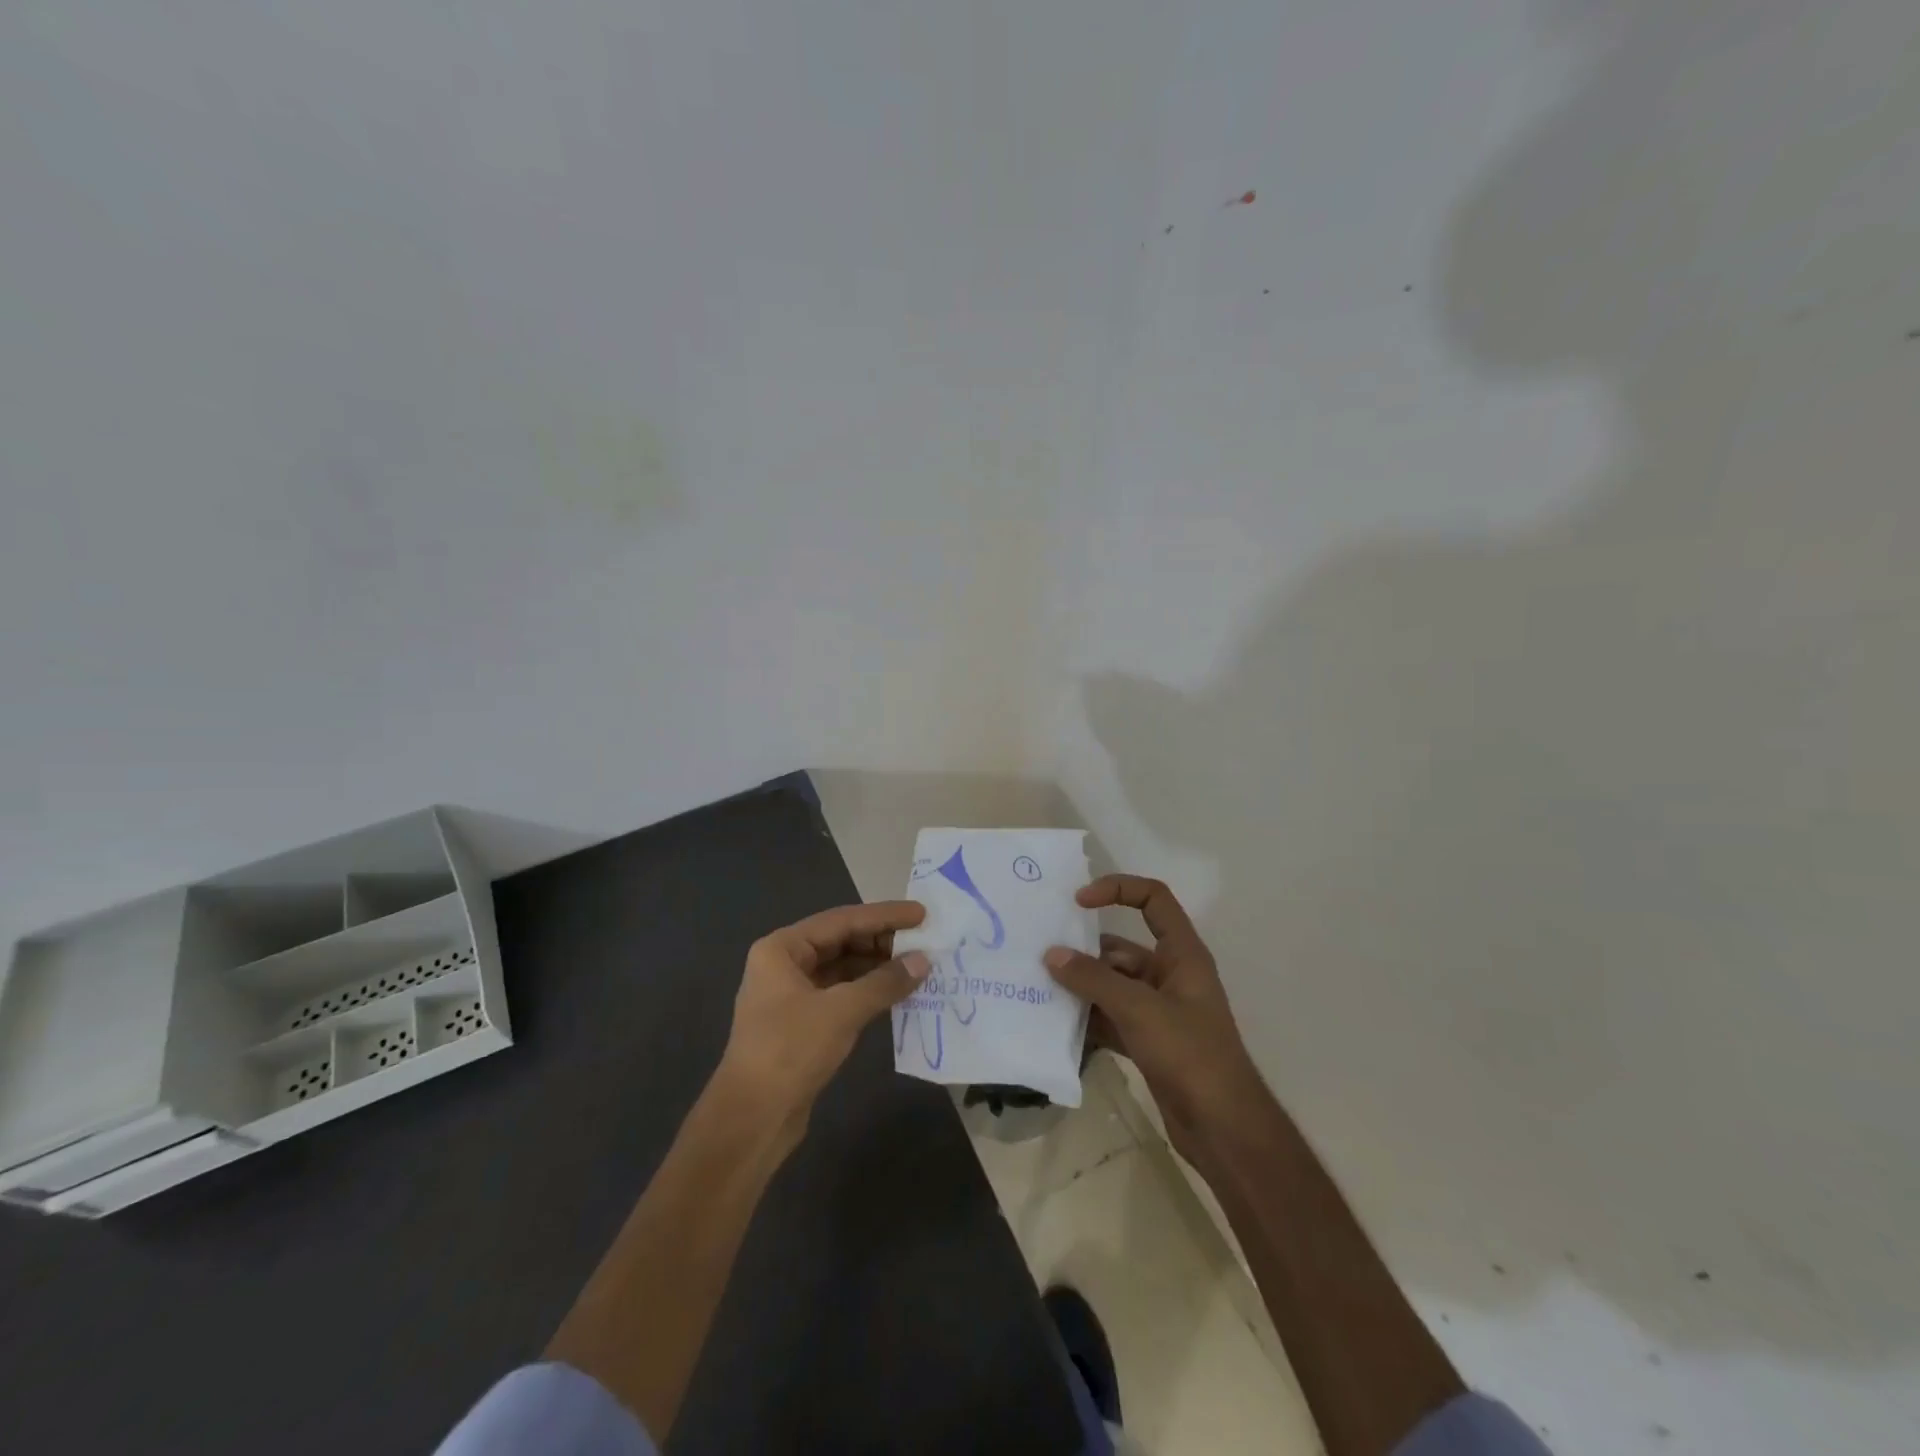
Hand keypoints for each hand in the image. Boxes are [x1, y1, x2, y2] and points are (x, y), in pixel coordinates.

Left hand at [718, 900, 930, 1147]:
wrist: (752, 1120)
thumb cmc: (790, 1051)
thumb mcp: (841, 1011)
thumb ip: (885, 982)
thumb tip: (924, 960)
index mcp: (782, 949)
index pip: (842, 920)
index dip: (884, 916)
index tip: (921, 914)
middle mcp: (784, 964)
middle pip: (841, 941)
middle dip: (882, 941)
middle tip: (924, 941)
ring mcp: (792, 995)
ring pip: (843, 968)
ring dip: (878, 967)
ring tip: (917, 965)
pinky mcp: (802, 1023)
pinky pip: (842, 993)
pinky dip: (868, 991)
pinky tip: (897, 993)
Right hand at [1044, 875, 1262, 1159]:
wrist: (1222, 1129)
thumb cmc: (1189, 1054)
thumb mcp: (1139, 1009)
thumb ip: (1093, 980)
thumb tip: (1052, 955)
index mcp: (1182, 954)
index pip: (1152, 900)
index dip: (1117, 889)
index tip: (1078, 901)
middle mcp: (1170, 975)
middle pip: (1121, 948)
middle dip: (1084, 951)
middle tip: (1041, 955)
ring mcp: (1159, 1010)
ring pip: (1112, 985)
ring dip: (1081, 988)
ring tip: (1039, 989)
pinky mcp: (1148, 1041)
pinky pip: (1110, 1018)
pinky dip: (1088, 1019)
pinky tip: (1056, 1026)